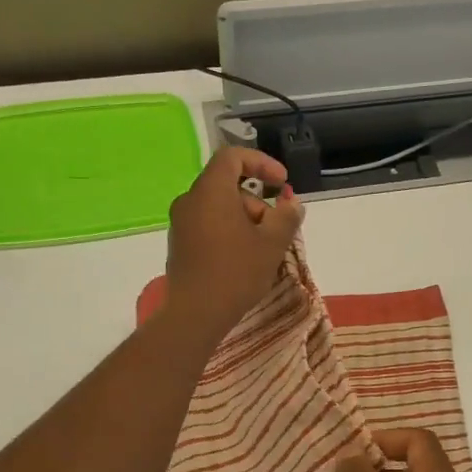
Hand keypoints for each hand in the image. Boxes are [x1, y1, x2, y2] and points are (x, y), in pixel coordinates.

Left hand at [164, 146, 303, 342]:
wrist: (195, 314)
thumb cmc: (236, 273)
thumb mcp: (272, 243)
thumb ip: (287, 216)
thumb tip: (292, 202)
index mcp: (210, 191)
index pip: (232, 157)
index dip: (261, 163)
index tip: (282, 183)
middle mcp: (190, 200)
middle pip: (227, 185)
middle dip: (257, 201)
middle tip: (276, 228)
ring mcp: (181, 224)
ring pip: (218, 207)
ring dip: (245, 219)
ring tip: (263, 249)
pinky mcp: (179, 245)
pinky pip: (208, 225)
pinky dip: (229, 231)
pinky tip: (244, 259)